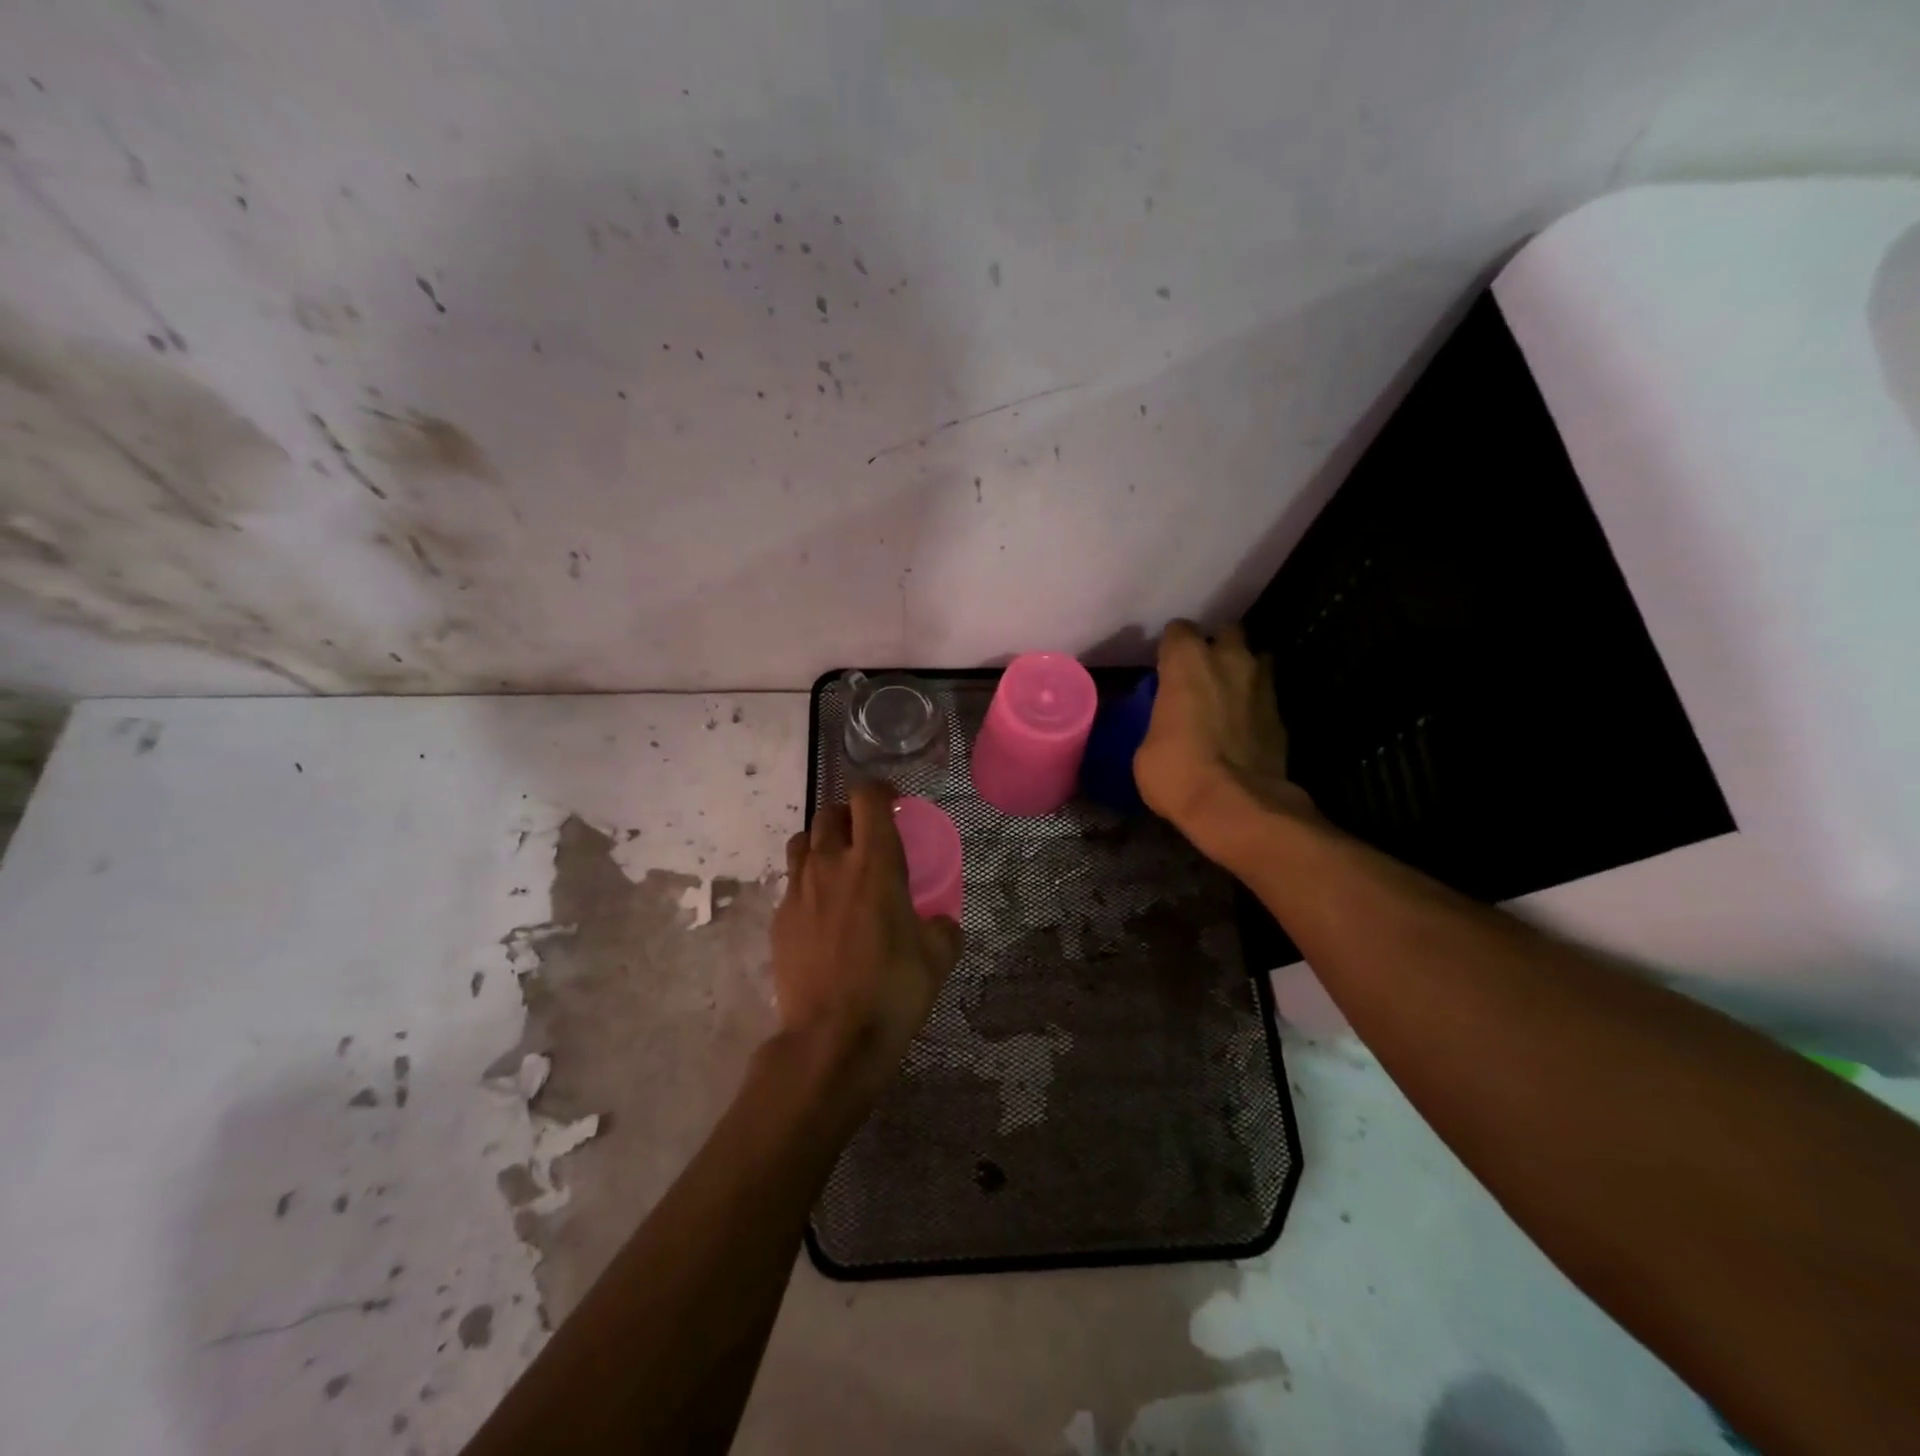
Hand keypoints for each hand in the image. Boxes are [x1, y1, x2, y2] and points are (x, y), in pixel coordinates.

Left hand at [772, 781, 962, 1102]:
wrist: (831, 1040)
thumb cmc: (893, 990)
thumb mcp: (938, 957)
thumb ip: (943, 927)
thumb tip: (941, 922)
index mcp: (875, 862)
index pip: (868, 798)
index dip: (881, 791)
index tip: (893, 803)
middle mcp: (831, 864)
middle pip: (830, 813)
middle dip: (850, 814)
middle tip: (868, 836)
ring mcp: (798, 890)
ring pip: (802, 841)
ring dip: (822, 841)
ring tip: (839, 865)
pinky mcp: (779, 919)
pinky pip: (791, 882)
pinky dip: (808, 881)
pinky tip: (822, 910)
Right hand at [1134, 620, 1316, 865]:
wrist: (1237, 806)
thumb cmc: (1177, 772)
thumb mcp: (1146, 748)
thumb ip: (1160, 721)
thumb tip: (1167, 726)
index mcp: (1187, 662)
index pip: (1178, 631)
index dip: (1172, 647)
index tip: (1166, 665)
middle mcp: (1229, 660)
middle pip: (1226, 633)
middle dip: (1216, 648)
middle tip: (1202, 673)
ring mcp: (1262, 685)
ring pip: (1256, 658)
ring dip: (1242, 671)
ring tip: (1229, 695)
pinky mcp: (1282, 714)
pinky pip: (1266, 695)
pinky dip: (1256, 704)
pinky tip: (1245, 725)